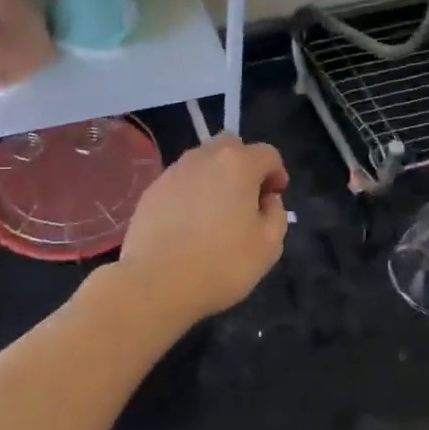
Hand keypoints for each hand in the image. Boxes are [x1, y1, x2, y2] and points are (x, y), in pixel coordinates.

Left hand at [118, 134, 288, 321]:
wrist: (155, 283)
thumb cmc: (221, 264)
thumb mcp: (269, 246)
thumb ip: (276, 214)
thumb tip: (267, 200)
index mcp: (238, 164)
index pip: (267, 153)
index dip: (276, 173)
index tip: (274, 198)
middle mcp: (204, 157)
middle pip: (231, 146)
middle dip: (244, 165)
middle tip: (246, 199)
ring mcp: (173, 171)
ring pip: (202, 161)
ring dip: (215, 177)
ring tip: (216, 213)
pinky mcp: (152, 189)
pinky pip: (180, 181)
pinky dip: (191, 193)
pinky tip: (189, 224)